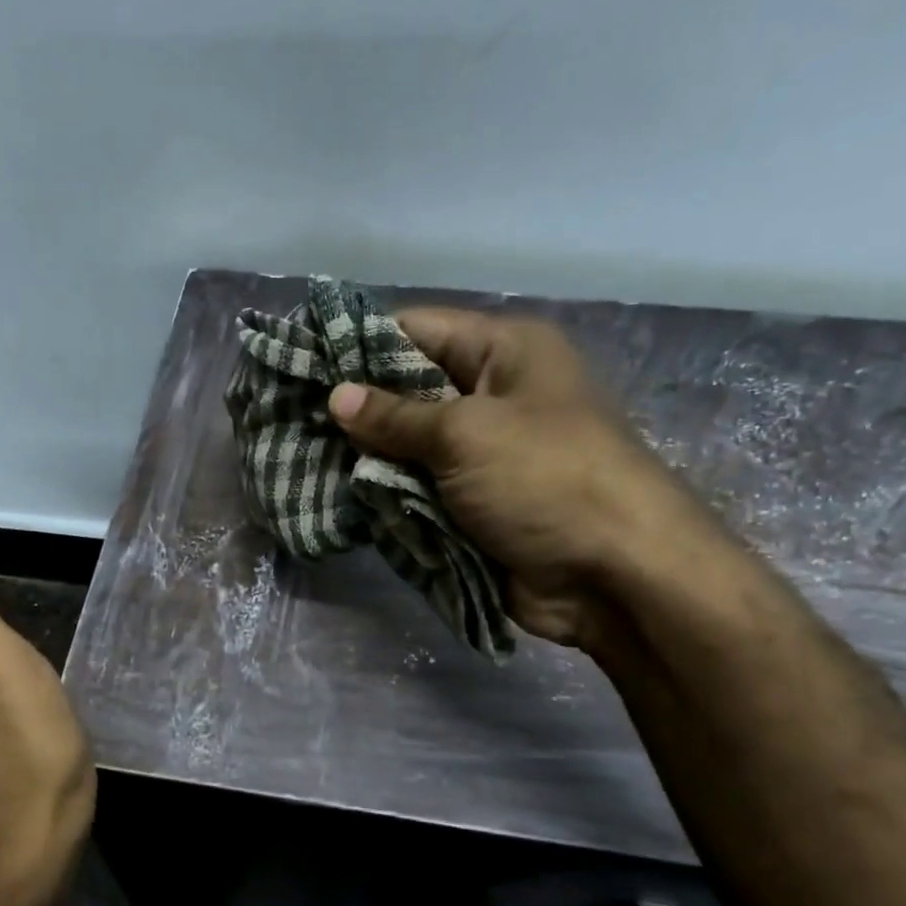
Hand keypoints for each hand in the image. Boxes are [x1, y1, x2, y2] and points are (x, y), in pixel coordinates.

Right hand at [328, 309, 723, 650]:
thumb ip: (395, 417)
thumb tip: (336, 397)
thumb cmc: (545, 479)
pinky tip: (336, 496)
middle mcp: (491, 394)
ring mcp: (482, 453)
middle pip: (407, 389)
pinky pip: (418, 488)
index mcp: (503, 352)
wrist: (615, 575)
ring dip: (365, 457)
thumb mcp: (466, 435)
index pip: (415, 329)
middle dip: (354, 408)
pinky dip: (385, 494)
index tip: (300, 363)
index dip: (357, 345)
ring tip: (300, 458)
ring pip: (407, 445)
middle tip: (290, 418)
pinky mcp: (473, 502)